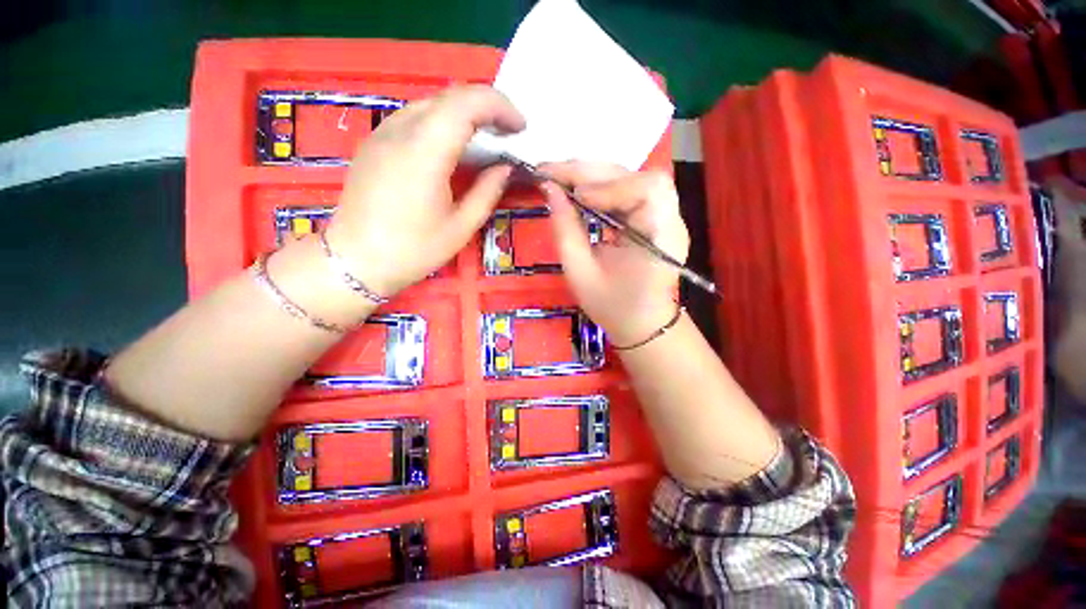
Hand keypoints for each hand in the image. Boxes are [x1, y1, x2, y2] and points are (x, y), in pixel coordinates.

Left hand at [325, 85, 525, 296]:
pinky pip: (415, 117)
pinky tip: (453, 148)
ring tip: (485, 141)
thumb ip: (487, 191)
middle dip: (487, 107)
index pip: (467, 102)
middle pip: (451, 96)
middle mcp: (401, 130)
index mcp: (425, 152)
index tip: (520, 128)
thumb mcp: (461, 227)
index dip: (500, 106)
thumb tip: (505, 167)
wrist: (356, 260)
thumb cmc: (413, 250)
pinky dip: (443, 123)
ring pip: (432, 104)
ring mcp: (383, 132)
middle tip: (508, 134)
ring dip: (464, 114)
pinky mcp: (375, 142)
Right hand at [541, 163, 689, 345]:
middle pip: (638, 176)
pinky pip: (629, 190)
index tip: (573, 196)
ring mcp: (666, 216)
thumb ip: (565, 230)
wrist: (642, 324)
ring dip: (594, 176)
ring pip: (632, 178)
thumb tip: (550, 189)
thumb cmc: (612, 306)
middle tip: (552, 173)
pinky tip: (580, 192)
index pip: (647, 189)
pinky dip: (602, 187)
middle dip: (591, 173)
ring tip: (562, 180)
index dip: (608, 186)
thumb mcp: (580, 273)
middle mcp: (671, 220)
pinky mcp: (655, 216)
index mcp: (661, 238)